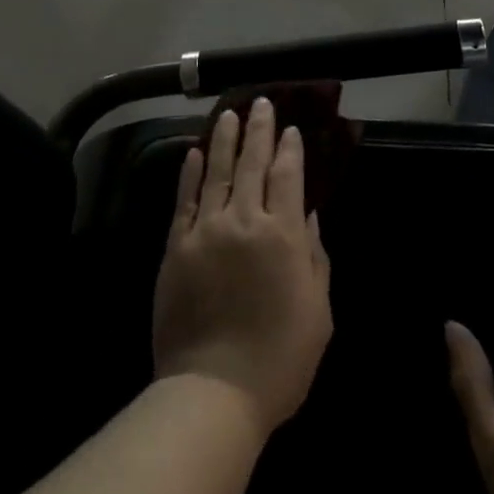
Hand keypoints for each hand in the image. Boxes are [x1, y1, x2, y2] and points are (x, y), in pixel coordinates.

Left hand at [152, 99, 332, 436]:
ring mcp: (204, 231)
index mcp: (282, 235)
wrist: (213, 390)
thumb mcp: (318, 310)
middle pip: (253, 165)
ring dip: (224, 140)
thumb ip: (315, 257)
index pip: (288, 177)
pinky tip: (194, 153)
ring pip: (216, 172)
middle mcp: (243, 221)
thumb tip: (308, 216)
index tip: (292, 128)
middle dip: (259, 131)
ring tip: (229, 114)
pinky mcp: (175, 246)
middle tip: (262, 103)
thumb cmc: (280, 357)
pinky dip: (190, 174)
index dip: (291, 150)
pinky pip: (184, 200)